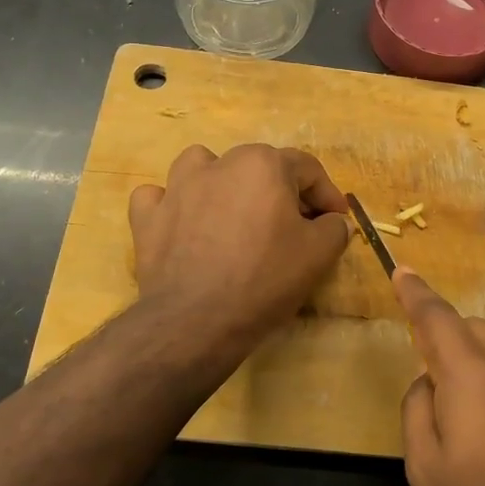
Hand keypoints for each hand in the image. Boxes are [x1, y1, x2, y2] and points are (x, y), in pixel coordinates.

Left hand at [129, 144, 350, 355]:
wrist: (197, 321)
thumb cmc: (265, 279)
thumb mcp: (318, 255)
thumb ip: (334, 228)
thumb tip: (333, 222)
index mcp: (263, 165)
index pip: (307, 168)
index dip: (328, 195)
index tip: (337, 220)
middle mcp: (219, 164)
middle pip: (258, 166)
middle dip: (281, 191)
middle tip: (295, 226)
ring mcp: (177, 188)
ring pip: (203, 167)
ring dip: (221, 182)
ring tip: (233, 212)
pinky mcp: (147, 218)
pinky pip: (158, 198)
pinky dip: (171, 206)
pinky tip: (183, 224)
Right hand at [394, 270, 484, 485]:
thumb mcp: (428, 474)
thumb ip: (417, 416)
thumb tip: (426, 384)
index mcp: (472, 376)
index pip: (438, 319)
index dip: (416, 294)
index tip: (402, 272)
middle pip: (474, 329)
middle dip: (446, 332)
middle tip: (426, 365)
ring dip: (474, 357)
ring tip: (460, 406)